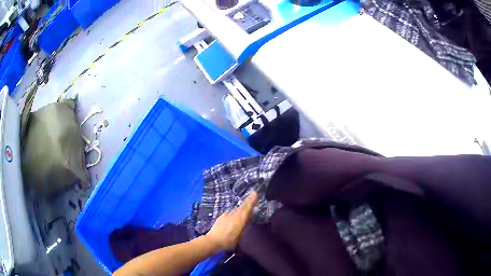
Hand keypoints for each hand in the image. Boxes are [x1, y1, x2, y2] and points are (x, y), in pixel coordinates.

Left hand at [205, 191, 258, 251]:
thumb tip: (249, 217)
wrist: (213, 240)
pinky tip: (234, 215)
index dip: (251, 200)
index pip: (247, 208)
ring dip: (241, 207)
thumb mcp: (240, 235)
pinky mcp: (221, 217)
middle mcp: (233, 214)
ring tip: (245, 207)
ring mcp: (226, 215)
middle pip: (242, 206)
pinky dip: (234, 212)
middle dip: (247, 201)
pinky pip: (230, 212)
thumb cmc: (229, 241)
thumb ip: (245, 226)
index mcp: (239, 219)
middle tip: (252, 196)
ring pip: (236, 209)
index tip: (255, 193)